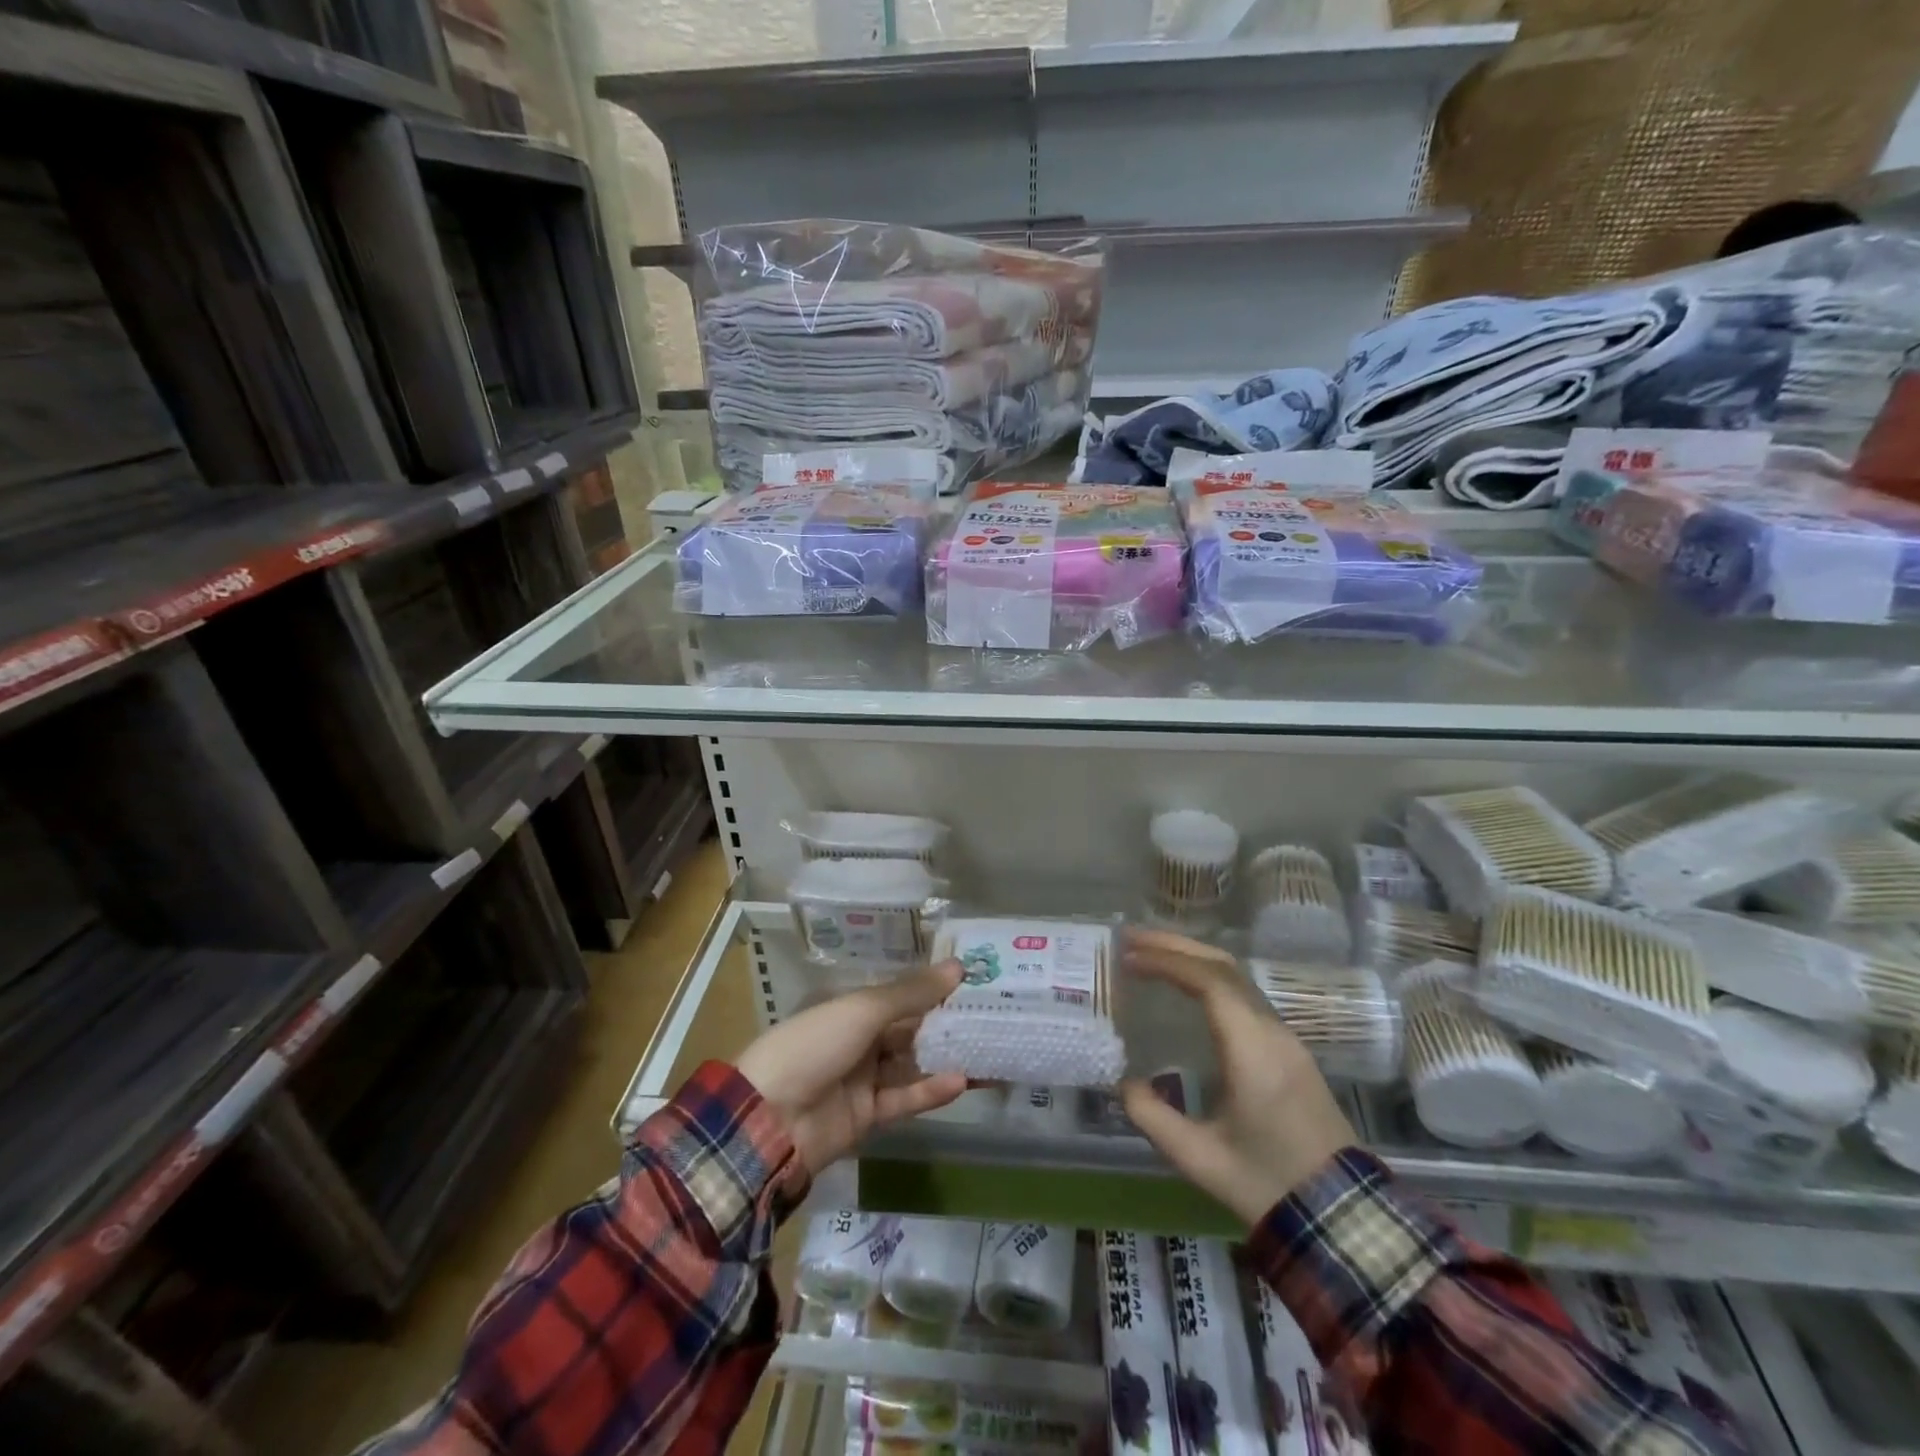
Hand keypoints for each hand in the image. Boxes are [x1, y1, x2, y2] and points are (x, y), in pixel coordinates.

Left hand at [736, 960, 968, 1176]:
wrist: (769, 1118)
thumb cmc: (815, 1045)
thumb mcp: (864, 1011)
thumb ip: (912, 993)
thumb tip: (958, 967)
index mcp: (852, 1008)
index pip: (901, 996)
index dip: (935, 990)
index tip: (974, 984)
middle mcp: (859, 1040)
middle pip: (910, 1030)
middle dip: (946, 1026)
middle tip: (992, 1020)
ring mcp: (863, 1079)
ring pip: (912, 1065)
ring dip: (945, 1059)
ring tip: (988, 1052)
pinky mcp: (867, 1116)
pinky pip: (904, 1099)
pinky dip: (930, 1091)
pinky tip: (962, 1082)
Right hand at [1119, 928, 1357, 1226]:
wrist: (1343, 1217)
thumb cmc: (1267, 1184)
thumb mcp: (1199, 1159)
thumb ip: (1152, 1118)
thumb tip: (1124, 1083)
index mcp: (1253, 1051)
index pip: (1209, 982)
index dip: (1167, 961)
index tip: (1128, 957)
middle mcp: (1273, 1032)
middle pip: (1224, 967)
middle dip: (1176, 946)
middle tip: (1131, 938)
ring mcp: (1286, 1038)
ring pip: (1238, 977)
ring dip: (1193, 958)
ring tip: (1150, 954)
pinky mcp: (1290, 1050)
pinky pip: (1246, 995)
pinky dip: (1209, 977)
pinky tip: (1186, 987)